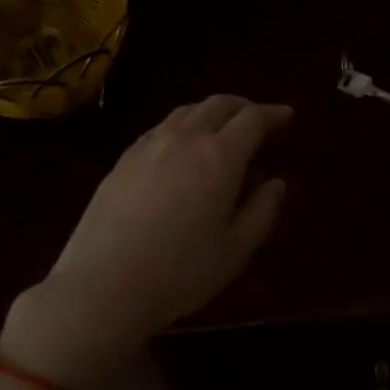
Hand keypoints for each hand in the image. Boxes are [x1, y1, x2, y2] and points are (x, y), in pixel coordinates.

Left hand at [0, 96, 291, 389]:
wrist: (103, 285)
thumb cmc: (180, 272)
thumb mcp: (235, 250)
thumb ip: (262, 212)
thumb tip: (276, 183)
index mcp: (219, 157)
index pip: (252, 119)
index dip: (272, 114)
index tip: (286, 117)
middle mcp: (184, 139)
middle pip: (217, 104)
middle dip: (243, 107)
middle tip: (259, 120)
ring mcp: (148, 146)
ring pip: (186, 112)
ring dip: (211, 112)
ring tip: (222, 130)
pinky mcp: (122, 160)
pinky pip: (160, 128)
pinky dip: (182, 126)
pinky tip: (181, 148)